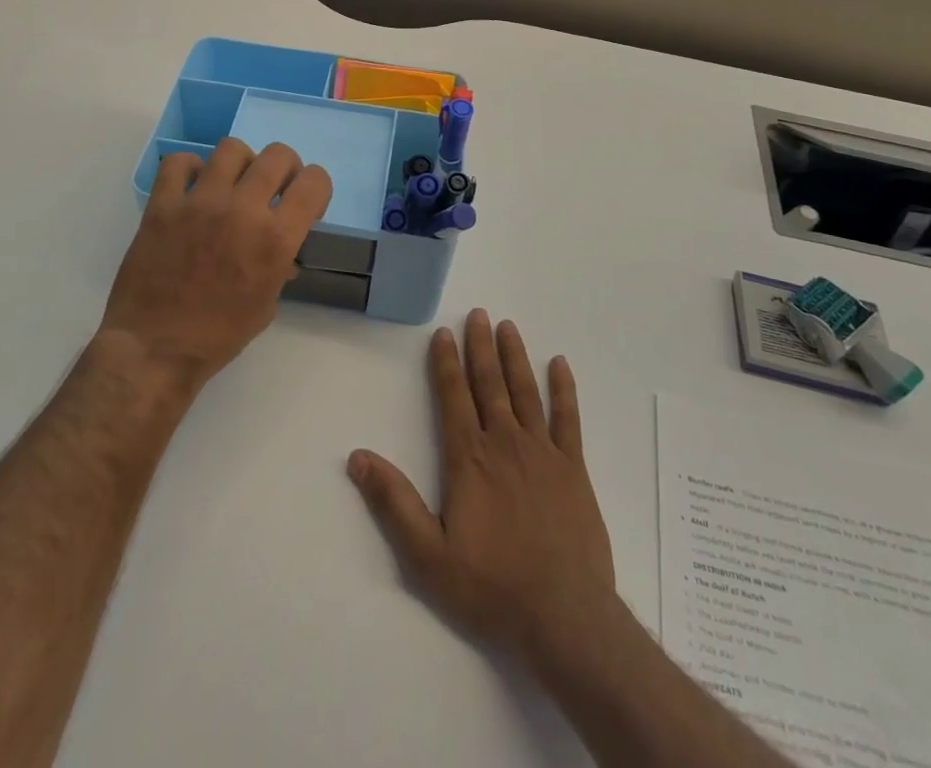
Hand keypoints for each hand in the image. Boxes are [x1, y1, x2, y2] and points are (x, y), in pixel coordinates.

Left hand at [101, 138, 331, 394]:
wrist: (155, 349)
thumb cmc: (218, 336)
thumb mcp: (266, 304)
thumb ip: (280, 266)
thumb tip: (283, 251)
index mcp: (276, 239)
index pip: (315, 182)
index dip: (316, 188)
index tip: (305, 203)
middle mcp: (243, 210)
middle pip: (278, 155)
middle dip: (285, 169)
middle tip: (274, 189)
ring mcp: (200, 202)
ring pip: (232, 148)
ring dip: (241, 164)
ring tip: (233, 184)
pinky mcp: (163, 204)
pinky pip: (179, 161)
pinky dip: (190, 168)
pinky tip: (193, 187)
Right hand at [348, 309, 617, 667]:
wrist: (563, 616)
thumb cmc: (490, 586)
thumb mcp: (427, 555)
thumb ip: (393, 502)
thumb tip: (357, 457)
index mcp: (468, 458)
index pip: (453, 396)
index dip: (446, 362)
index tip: (443, 333)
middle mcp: (504, 442)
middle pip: (489, 383)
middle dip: (481, 347)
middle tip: (478, 314)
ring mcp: (542, 452)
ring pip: (525, 391)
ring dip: (515, 357)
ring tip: (508, 327)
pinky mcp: (573, 468)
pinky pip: (568, 418)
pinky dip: (564, 389)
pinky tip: (560, 364)